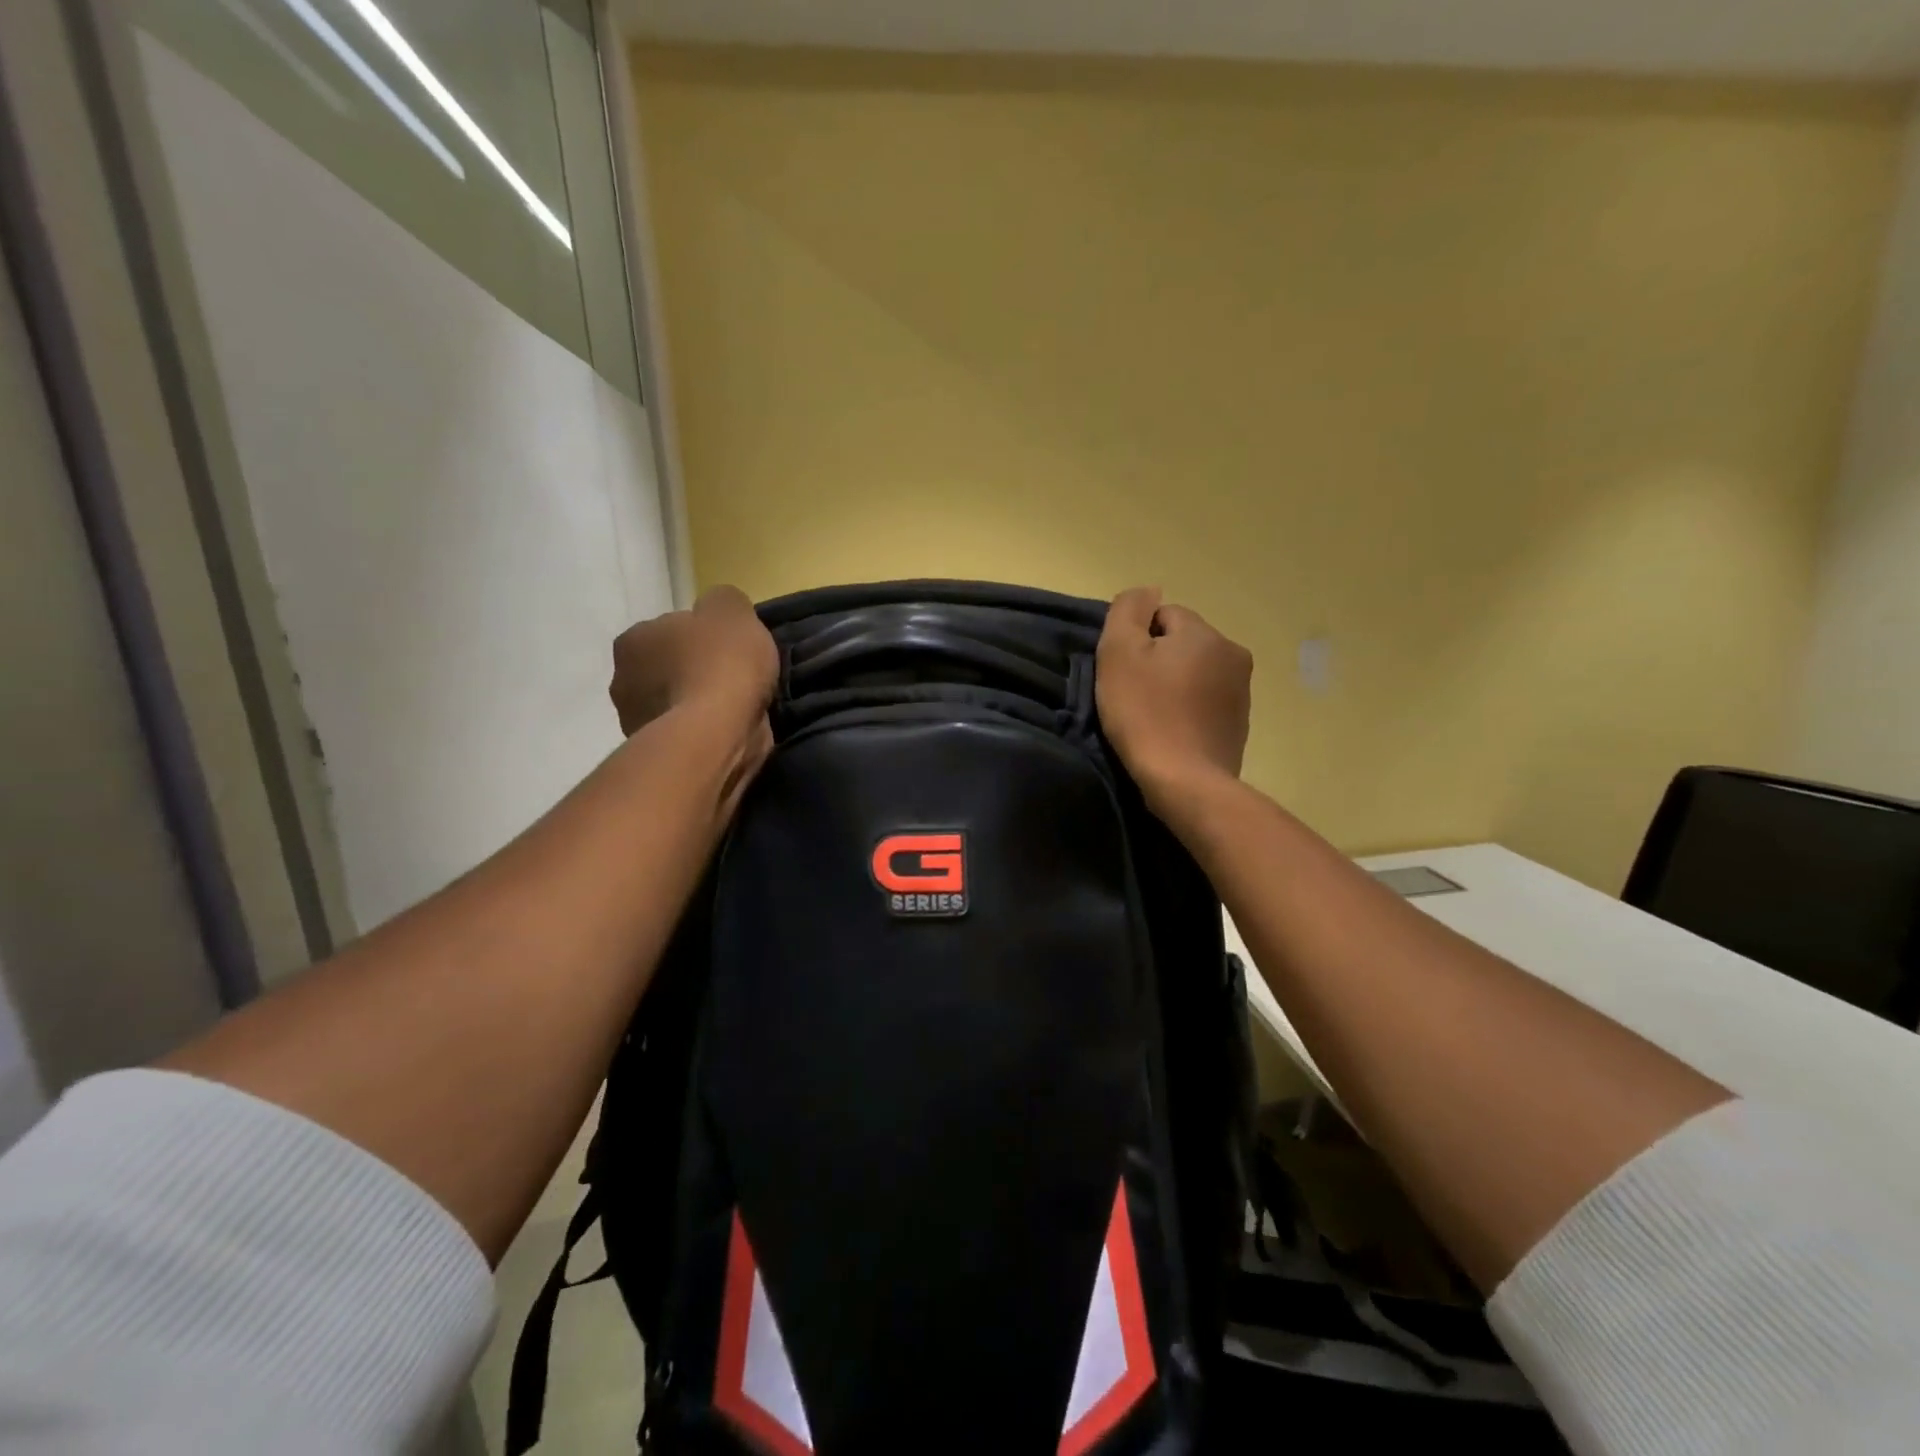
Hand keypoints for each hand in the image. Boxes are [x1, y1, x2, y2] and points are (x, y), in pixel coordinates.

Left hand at [610, 586, 778, 735]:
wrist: (716, 735)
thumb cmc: (721, 665)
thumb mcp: (733, 610)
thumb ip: (723, 602)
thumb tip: (718, 612)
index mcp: (633, 638)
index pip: (669, 630)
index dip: (702, 638)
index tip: (728, 650)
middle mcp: (622, 678)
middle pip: (668, 668)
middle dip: (694, 672)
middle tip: (733, 680)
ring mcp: (634, 721)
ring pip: (675, 703)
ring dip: (698, 705)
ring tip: (735, 710)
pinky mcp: (656, 754)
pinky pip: (685, 734)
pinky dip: (703, 732)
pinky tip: (728, 732)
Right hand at [1095, 587, 1251, 811]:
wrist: (1184, 781)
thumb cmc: (1145, 713)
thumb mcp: (1119, 652)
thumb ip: (1128, 609)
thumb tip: (1148, 591)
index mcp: (1205, 633)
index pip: (1162, 615)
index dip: (1136, 640)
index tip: (1123, 672)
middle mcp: (1233, 654)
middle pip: (1181, 644)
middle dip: (1158, 662)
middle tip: (1134, 696)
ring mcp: (1242, 692)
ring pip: (1195, 673)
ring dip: (1174, 686)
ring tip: (1153, 717)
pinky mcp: (1240, 725)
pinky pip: (1206, 703)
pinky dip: (1187, 711)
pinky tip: (1171, 732)